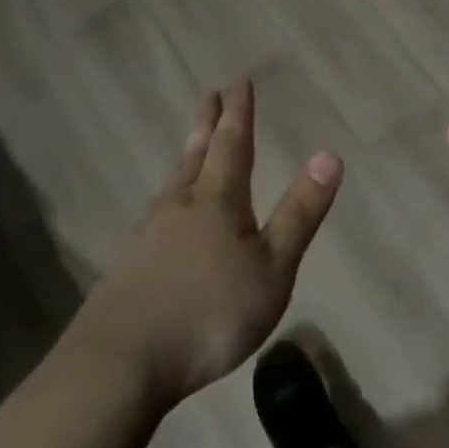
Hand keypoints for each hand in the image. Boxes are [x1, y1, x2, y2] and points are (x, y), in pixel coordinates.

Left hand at [73, 79, 341, 400]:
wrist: (119, 366)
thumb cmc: (209, 313)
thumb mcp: (272, 267)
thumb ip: (300, 213)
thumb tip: (329, 155)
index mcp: (217, 202)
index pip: (233, 145)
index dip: (239, 113)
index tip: (239, 81)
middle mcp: (178, 208)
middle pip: (196, 156)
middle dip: (207, 125)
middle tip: (209, 96)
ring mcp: (147, 238)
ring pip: (172, 185)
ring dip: (186, 158)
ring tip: (192, 146)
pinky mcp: (128, 269)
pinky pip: (156, 215)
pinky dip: (169, 198)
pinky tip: (166, 217)